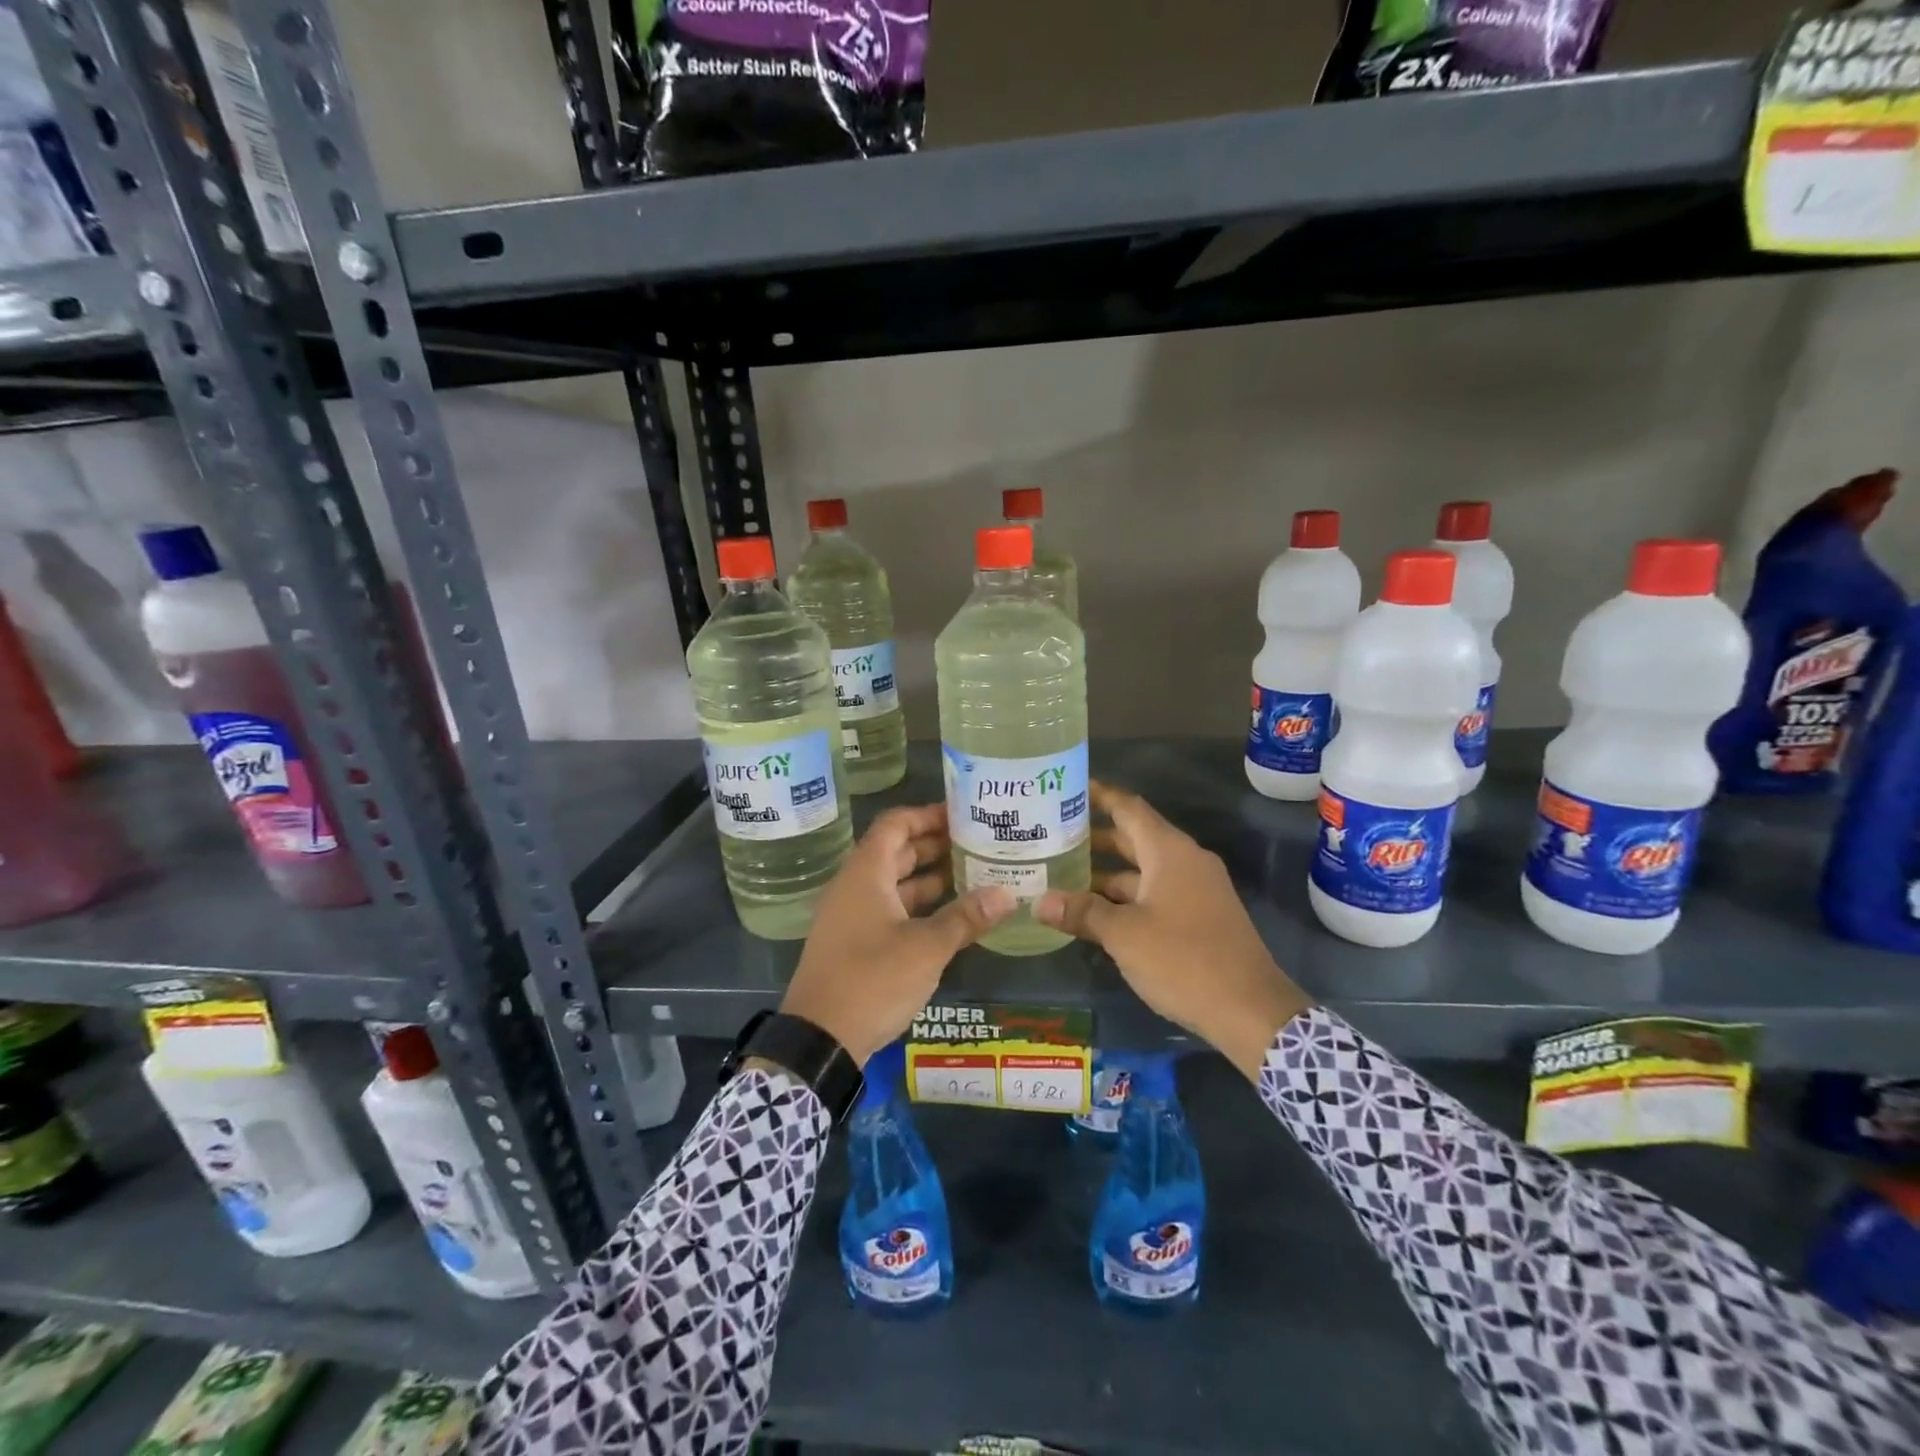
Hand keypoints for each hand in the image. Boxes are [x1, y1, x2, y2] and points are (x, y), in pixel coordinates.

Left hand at [781, 804, 1015, 1065]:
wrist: (819, 1039)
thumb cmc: (871, 980)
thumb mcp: (926, 948)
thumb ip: (965, 918)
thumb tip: (1007, 894)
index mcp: (865, 874)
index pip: (895, 824)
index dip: (927, 815)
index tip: (962, 815)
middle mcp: (854, 887)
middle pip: (896, 851)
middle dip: (935, 845)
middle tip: (977, 843)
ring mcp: (852, 916)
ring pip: (894, 883)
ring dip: (929, 877)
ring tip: (973, 875)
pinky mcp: (854, 943)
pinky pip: (890, 909)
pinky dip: (918, 905)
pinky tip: (950, 916)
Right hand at [1035, 781, 1310, 1079]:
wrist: (1251, 1011)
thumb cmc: (1184, 960)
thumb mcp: (1124, 935)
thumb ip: (1082, 913)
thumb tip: (1039, 903)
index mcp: (1169, 851)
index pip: (1129, 808)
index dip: (1099, 795)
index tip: (1067, 788)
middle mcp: (1185, 862)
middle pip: (1134, 837)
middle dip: (1095, 837)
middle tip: (1051, 835)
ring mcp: (1196, 890)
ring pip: (1143, 870)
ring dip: (1107, 872)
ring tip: (1063, 874)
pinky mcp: (1200, 916)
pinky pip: (1155, 893)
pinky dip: (1126, 896)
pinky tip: (1095, 911)